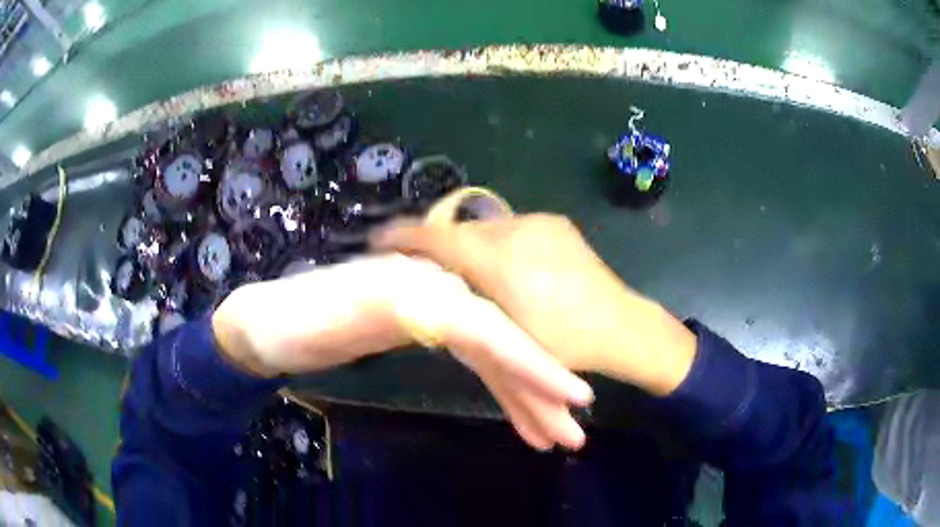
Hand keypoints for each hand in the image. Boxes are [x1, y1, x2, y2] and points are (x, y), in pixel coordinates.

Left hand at [212, 253, 593, 449]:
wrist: (267, 325)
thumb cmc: (287, 324)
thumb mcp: (326, 320)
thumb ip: (387, 310)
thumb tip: (456, 314)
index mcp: (415, 287)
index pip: (487, 329)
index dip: (532, 362)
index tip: (574, 397)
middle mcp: (435, 293)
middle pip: (499, 344)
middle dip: (539, 390)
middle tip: (574, 435)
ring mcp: (434, 311)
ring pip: (493, 357)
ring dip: (526, 397)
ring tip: (554, 436)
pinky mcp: (428, 329)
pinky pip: (476, 361)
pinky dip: (500, 388)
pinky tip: (517, 411)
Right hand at [371, 213, 697, 395]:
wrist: (622, 326)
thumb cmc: (564, 344)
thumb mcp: (505, 336)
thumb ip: (466, 307)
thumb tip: (434, 289)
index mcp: (500, 259)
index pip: (438, 238)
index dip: (403, 236)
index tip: (377, 240)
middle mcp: (516, 229)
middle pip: (460, 231)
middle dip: (436, 245)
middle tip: (419, 264)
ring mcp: (539, 223)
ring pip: (485, 229)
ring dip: (467, 246)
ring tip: (461, 270)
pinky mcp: (555, 224)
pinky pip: (510, 229)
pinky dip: (494, 244)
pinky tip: (502, 268)